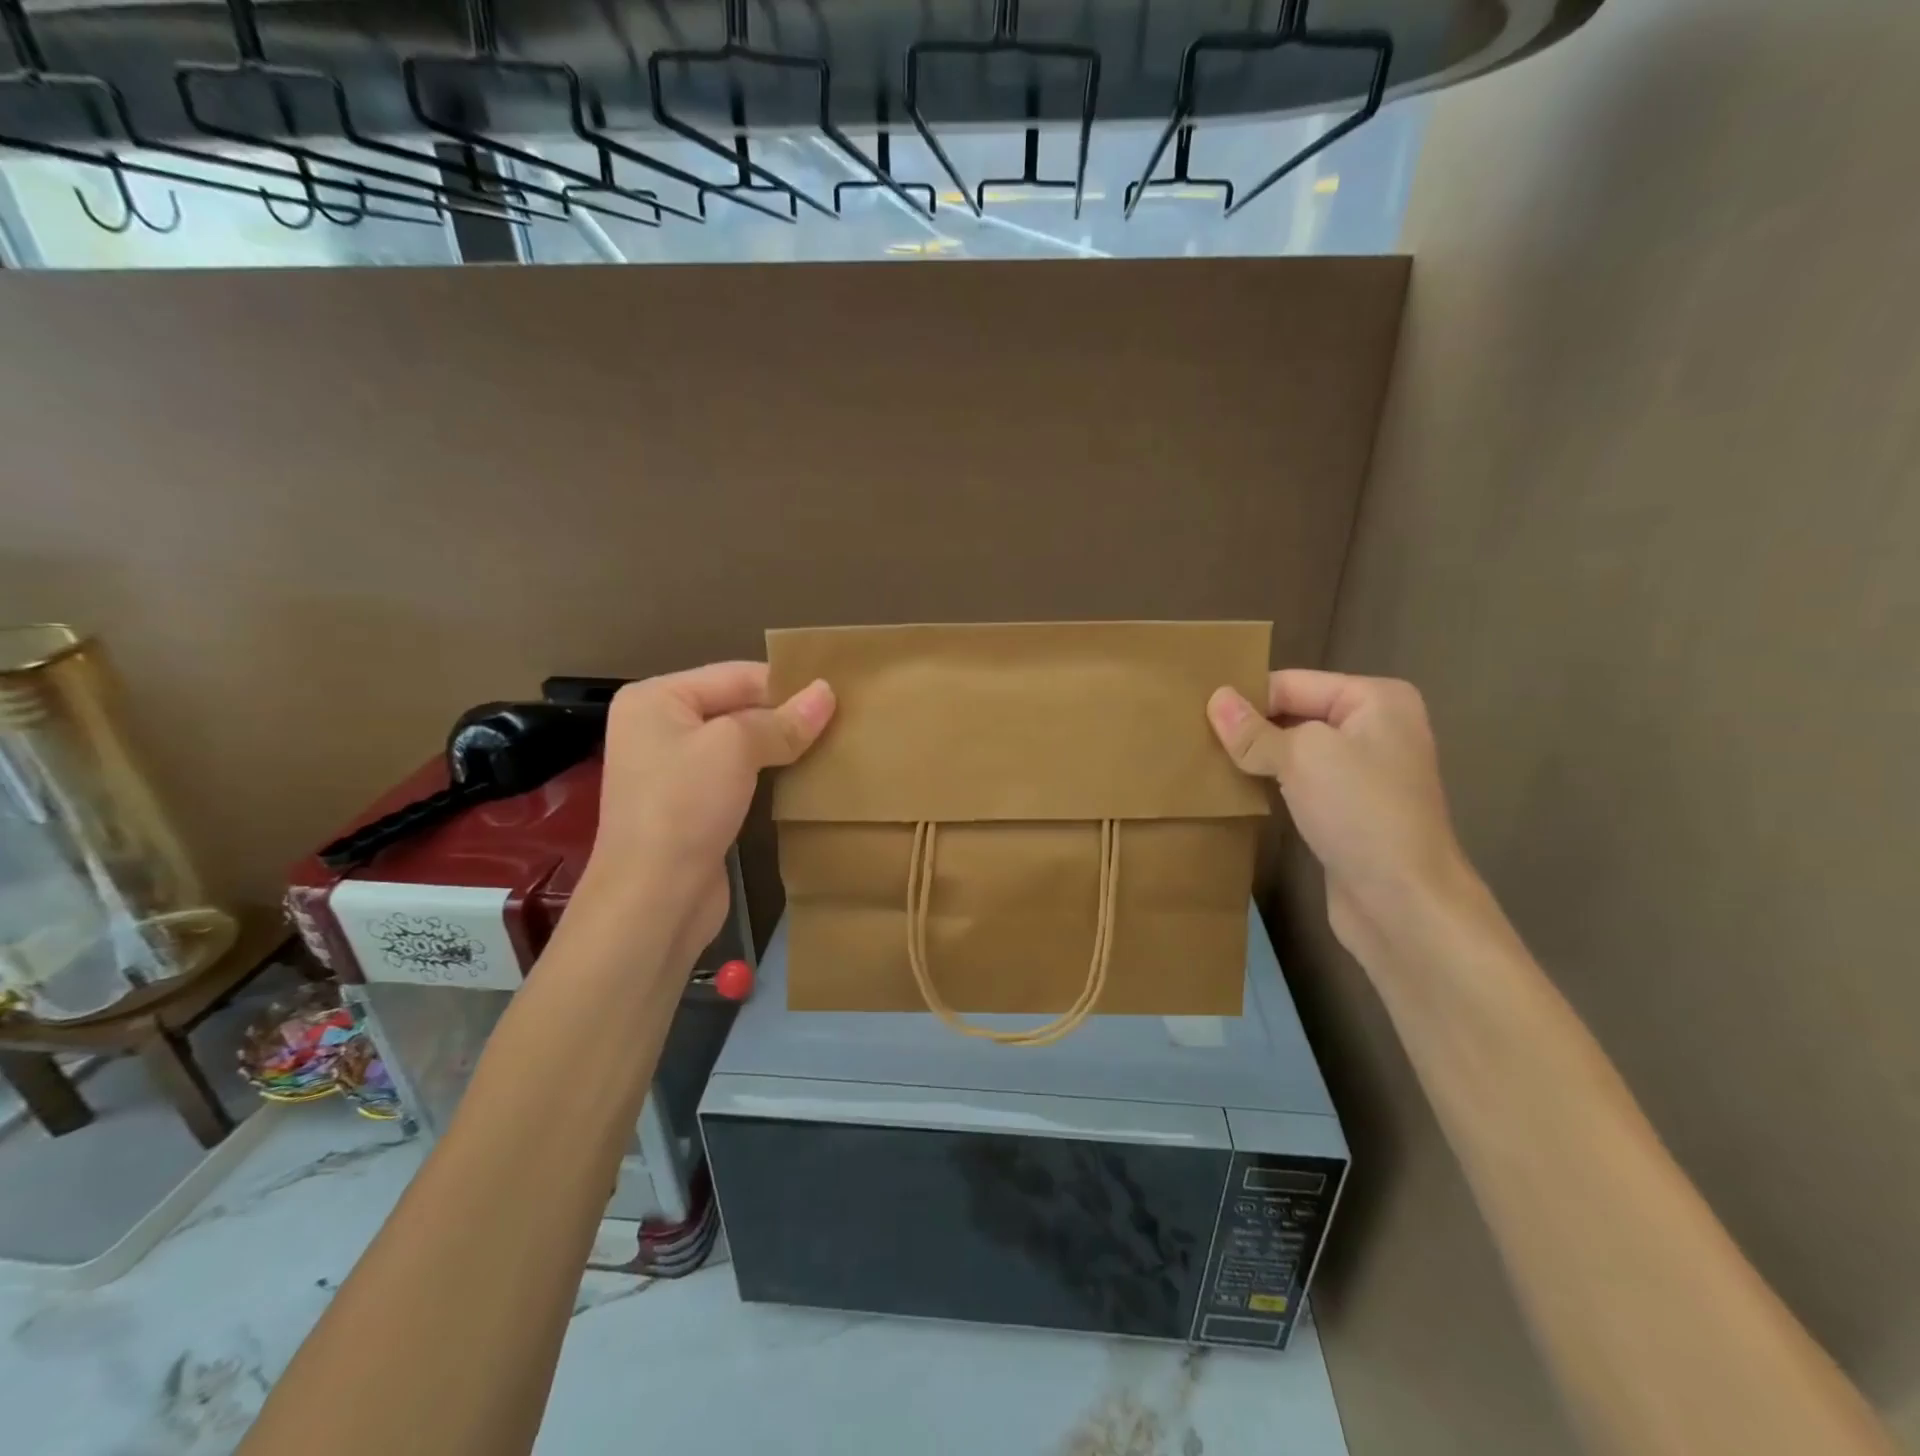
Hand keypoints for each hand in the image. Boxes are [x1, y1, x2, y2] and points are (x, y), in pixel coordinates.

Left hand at [578, 662, 834, 967]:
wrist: (653, 899)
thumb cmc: (685, 807)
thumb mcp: (735, 749)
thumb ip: (783, 720)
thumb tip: (827, 692)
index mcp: (657, 698)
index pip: (736, 675)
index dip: (787, 684)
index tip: (840, 694)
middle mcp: (660, 727)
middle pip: (737, 707)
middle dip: (786, 715)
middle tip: (844, 720)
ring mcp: (674, 769)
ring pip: (741, 744)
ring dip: (782, 746)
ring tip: (834, 745)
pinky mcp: (692, 805)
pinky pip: (738, 775)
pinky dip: (769, 773)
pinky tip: (805, 776)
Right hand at [1207, 670, 1472, 961]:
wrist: (1403, 902)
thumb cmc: (1360, 812)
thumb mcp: (1301, 757)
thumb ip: (1254, 730)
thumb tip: (1215, 699)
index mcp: (1375, 700)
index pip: (1292, 683)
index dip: (1246, 698)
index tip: (1194, 714)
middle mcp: (1375, 728)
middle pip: (1294, 714)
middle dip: (1249, 727)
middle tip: (1192, 737)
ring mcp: (1364, 772)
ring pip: (1294, 751)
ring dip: (1256, 757)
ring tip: (1205, 760)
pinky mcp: (1349, 809)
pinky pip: (1300, 782)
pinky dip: (1271, 783)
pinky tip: (1236, 789)